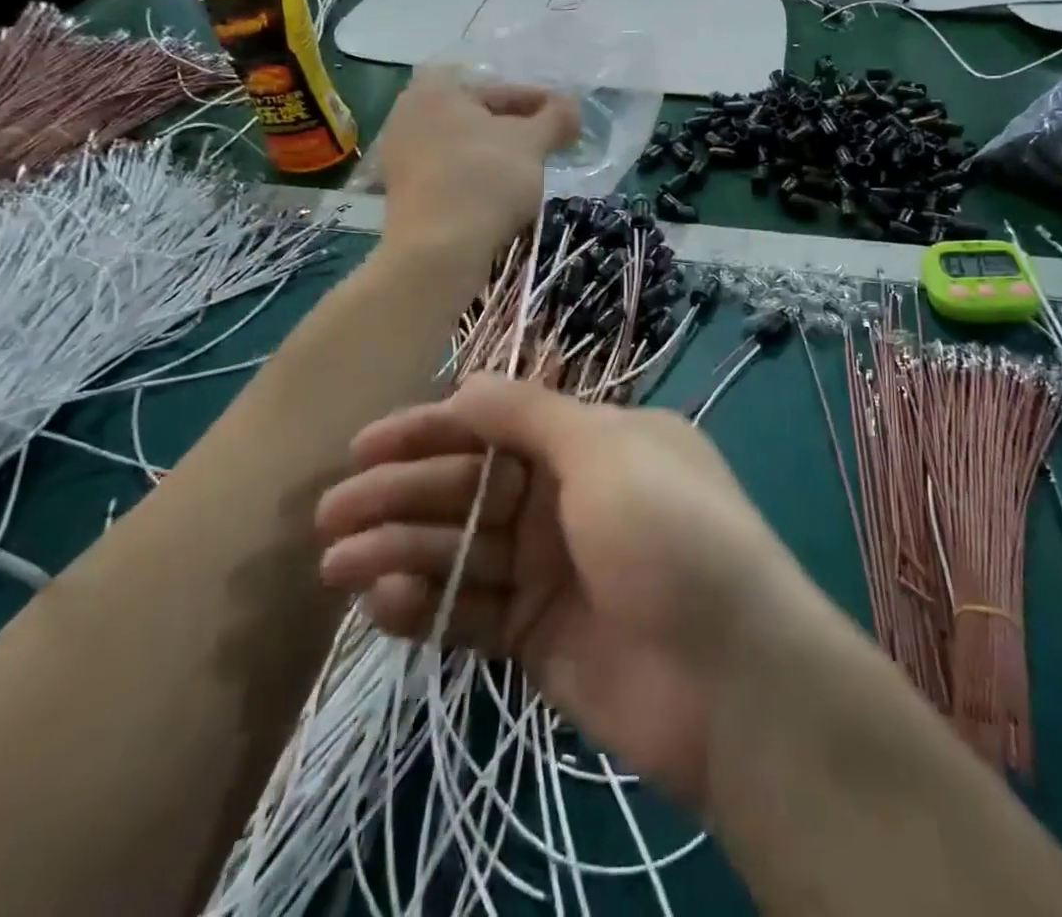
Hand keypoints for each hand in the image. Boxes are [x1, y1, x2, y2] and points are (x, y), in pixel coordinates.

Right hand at [316, 376, 815, 805]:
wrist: (730, 677)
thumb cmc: (668, 532)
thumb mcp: (605, 449)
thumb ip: (530, 416)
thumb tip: (466, 383)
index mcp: (592, 443)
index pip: (498, 424)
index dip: (432, 430)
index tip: (366, 444)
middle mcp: (568, 497)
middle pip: (470, 486)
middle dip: (402, 493)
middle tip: (332, 513)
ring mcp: (551, 568)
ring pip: (462, 549)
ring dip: (400, 551)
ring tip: (339, 564)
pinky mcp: (537, 635)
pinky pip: (471, 612)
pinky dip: (427, 607)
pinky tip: (382, 604)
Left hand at [370, 70, 580, 268]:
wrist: (439, 249)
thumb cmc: (485, 180)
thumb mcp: (531, 143)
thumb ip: (556, 117)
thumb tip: (572, 107)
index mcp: (436, 90)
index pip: (500, 90)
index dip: (540, 102)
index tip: (566, 119)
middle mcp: (409, 114)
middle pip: (478, 117)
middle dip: (516, 129)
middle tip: (550, 143)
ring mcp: (400, 155)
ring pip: (463, 146)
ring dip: (496, 154)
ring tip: (530, 169)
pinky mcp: (403, 191)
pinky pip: (449, 172)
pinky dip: (476, 176)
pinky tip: (500, 192)